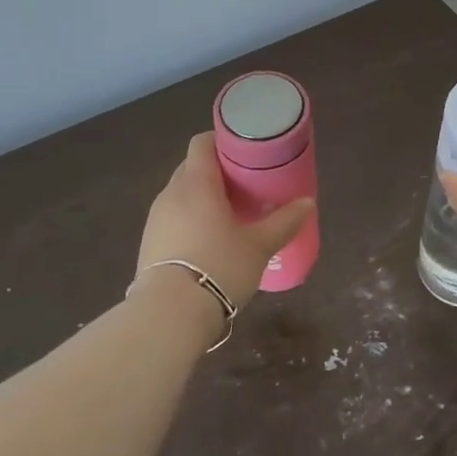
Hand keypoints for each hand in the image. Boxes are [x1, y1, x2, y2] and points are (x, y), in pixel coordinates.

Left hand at [136, 133, 313, 311]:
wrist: (169, 315)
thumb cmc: (219, 266)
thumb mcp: (260, 245)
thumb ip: (284, 221)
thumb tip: (308, 202)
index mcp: (196, 183)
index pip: (202, 143)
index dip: (222, 140)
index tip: (244, 150)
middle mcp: (171, 194)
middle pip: (192, 168)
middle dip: (216, 171)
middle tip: (244, 185)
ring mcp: (155, 219)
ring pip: (181, 195)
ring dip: (202, 198)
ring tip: (229, 215)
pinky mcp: (148, 244)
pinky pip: (172, 219)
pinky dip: (190, 220)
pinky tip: (208, 241)